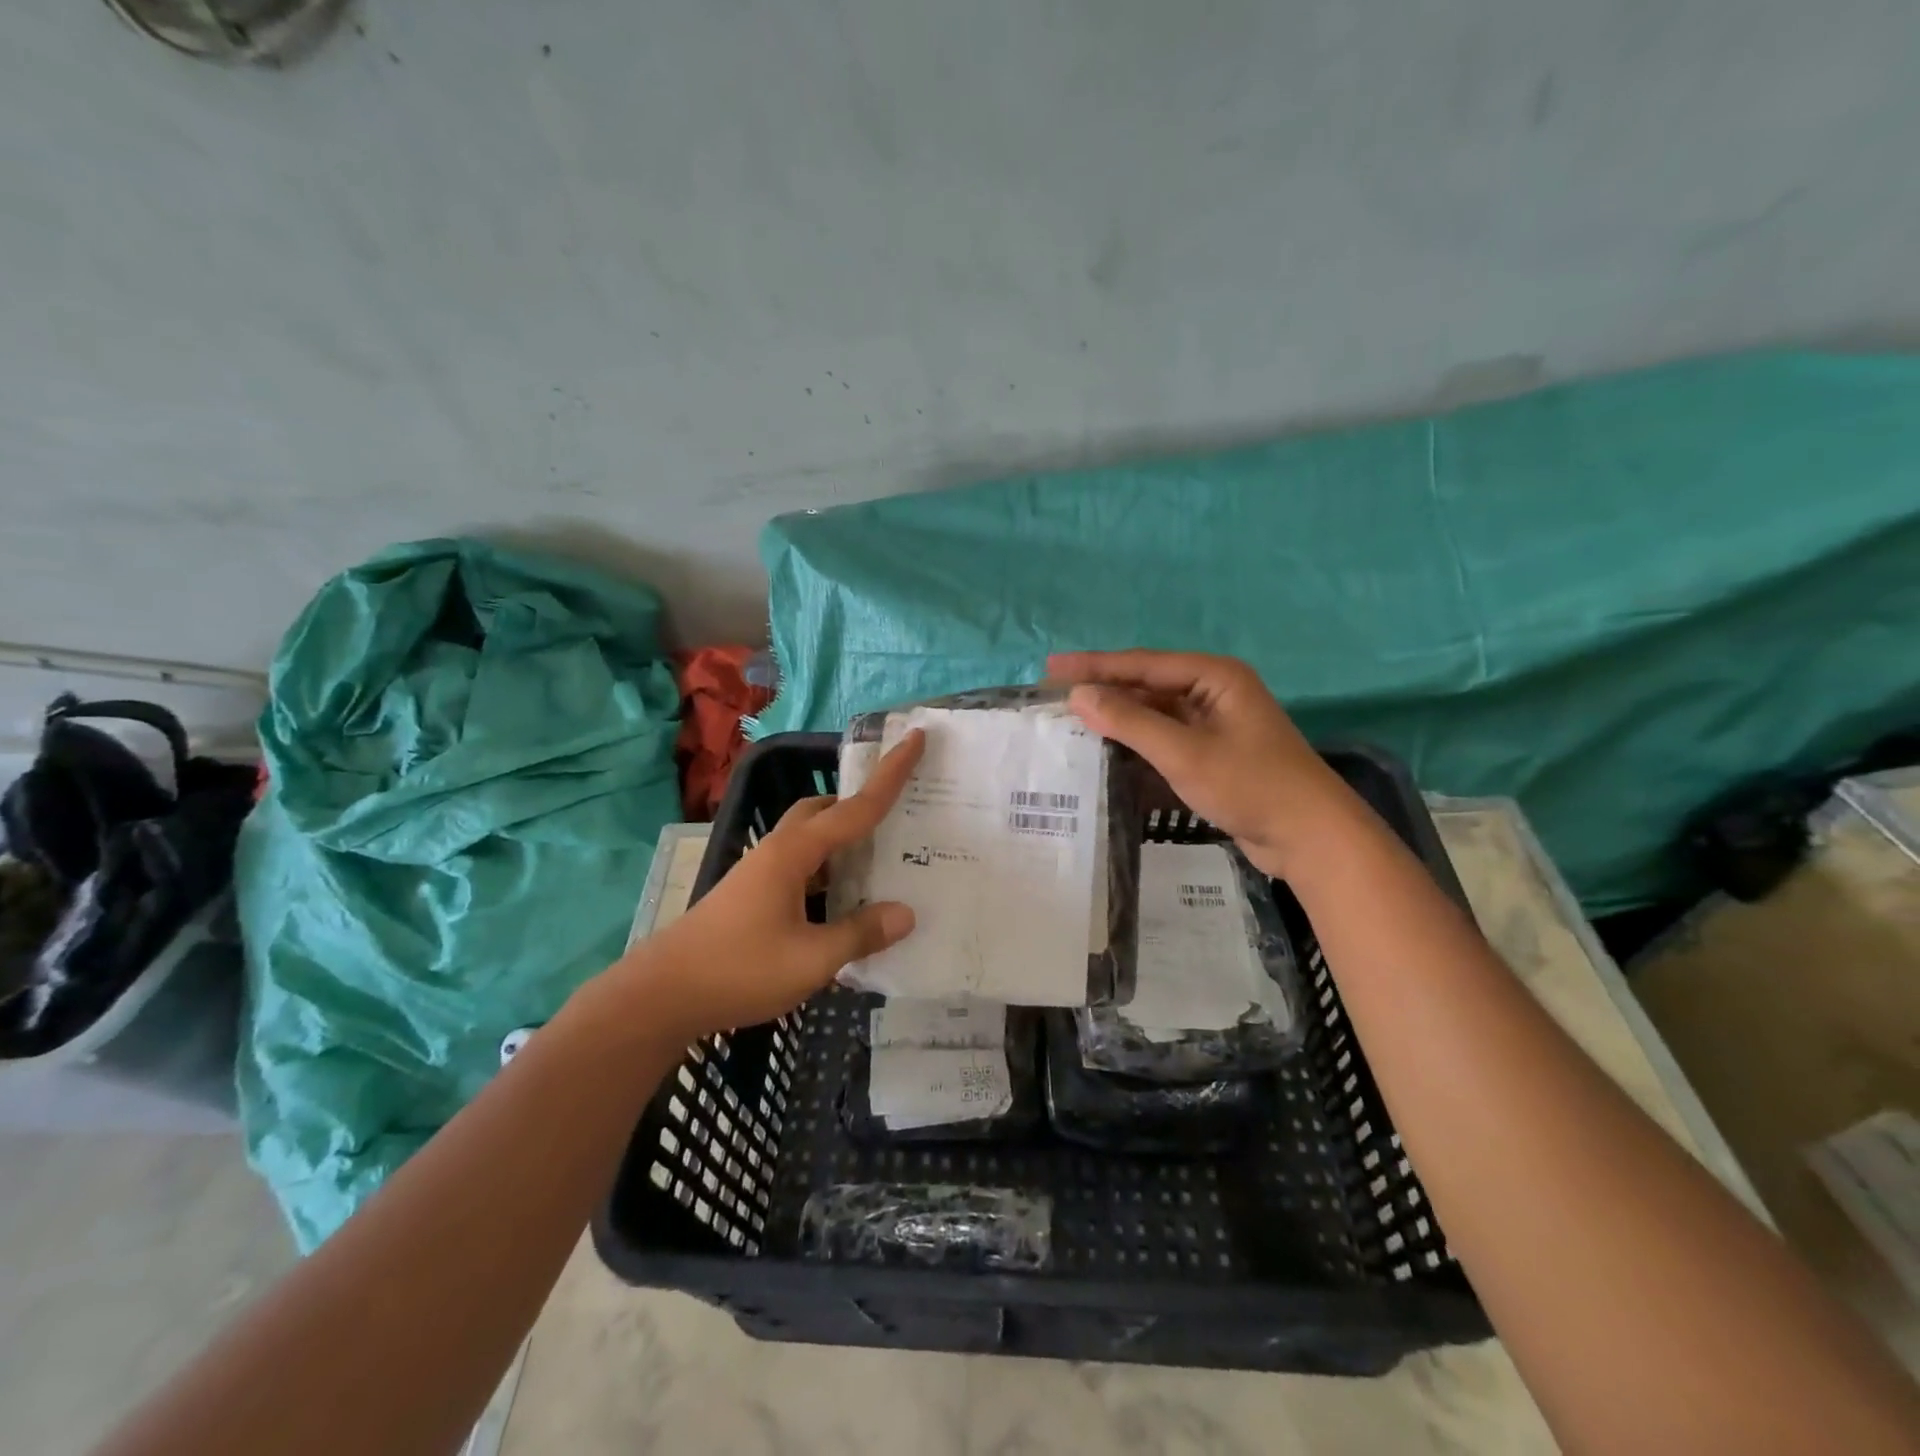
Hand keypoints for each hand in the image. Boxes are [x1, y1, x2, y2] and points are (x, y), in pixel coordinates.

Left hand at [619, 732, 924, 1042]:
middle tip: (898, 817)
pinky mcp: (753, 895)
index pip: (855, 806)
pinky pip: (802, 869)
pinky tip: (844, 905)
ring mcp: (762, 872)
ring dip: (843, 844)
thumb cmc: (739, 969)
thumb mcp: (811, 959)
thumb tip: (906, 913)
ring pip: (812, 841)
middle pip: (825, 812)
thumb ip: (860, 933)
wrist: (662, 995)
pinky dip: (828, 874)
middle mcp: (778, 851)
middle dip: (860, 805)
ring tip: (880, 864)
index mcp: (795, 852)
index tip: (916, 738)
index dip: (890, 774)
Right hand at [1048, 650, 1352, 878]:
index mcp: (1214, 677)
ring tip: (1072, 721)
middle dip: (1103, 691)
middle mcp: (1213, 692)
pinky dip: (1137, 743)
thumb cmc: (1250, 785)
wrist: (1310, 837)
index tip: (1051, 670)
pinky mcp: (1213, 754)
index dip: (1094, 666)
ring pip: (1154, 714)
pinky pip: (1165, 739)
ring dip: (1118, 718)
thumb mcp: (1184, 752)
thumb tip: (1079, 695)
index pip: (1142, 664)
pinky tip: (1108, 750)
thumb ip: (1130, 722)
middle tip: (1055, 695)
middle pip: (1147, 686)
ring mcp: (1214, 724)